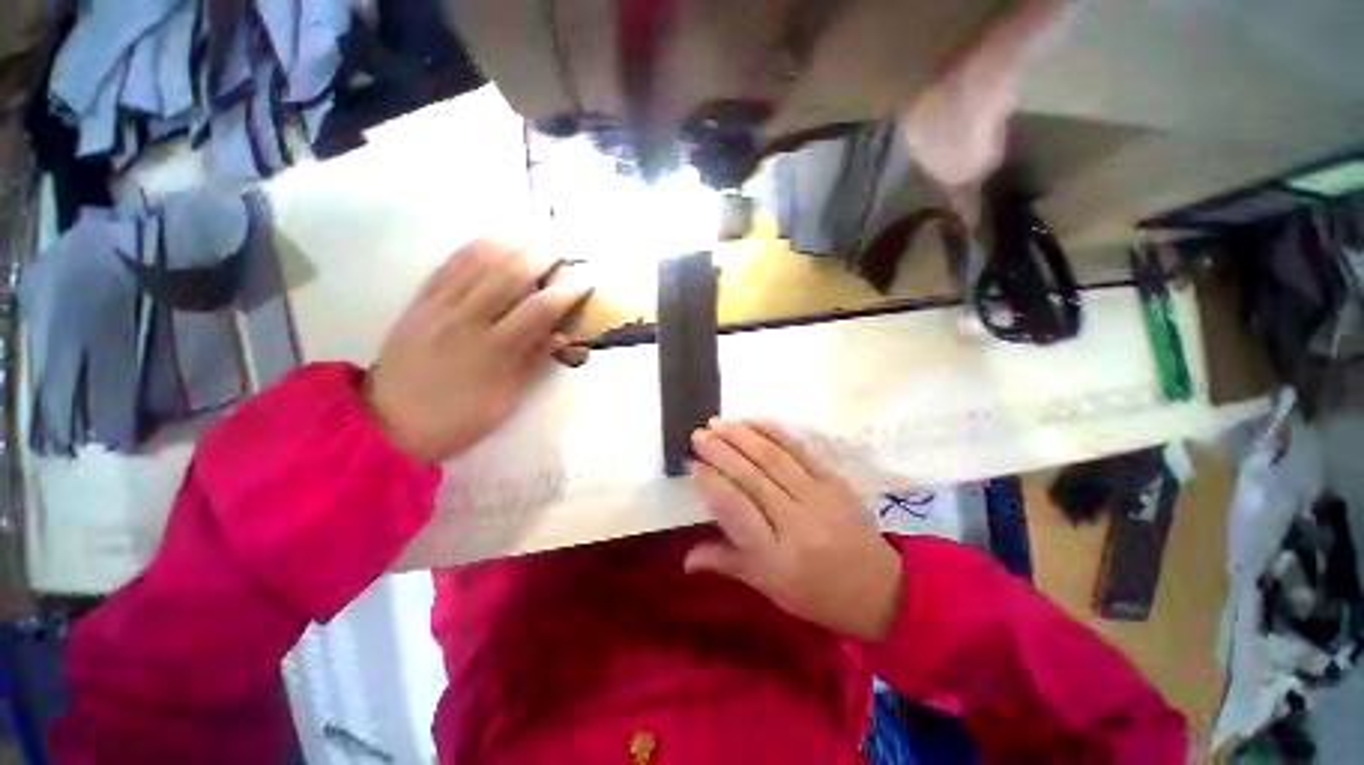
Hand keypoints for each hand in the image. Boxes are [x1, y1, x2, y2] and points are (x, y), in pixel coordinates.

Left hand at [365, 239, 590, 462]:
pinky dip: (474, 247)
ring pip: (479, 262)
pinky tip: (493, 238)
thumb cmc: (460, 418)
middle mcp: (467, 321)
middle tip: (564, 247)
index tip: (587, 278)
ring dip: (512, 243)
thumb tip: (560, 333)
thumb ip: (533, 361)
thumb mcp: (506, 399)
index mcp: (494, 351)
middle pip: (510, 275)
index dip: (568, 290)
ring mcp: (439, 307)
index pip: (540, 309)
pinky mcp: (419, 302)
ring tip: (535, 235)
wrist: (390, 423)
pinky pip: (448, 265)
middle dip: (542, 254)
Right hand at [685, 419, 902, 640]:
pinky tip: (752, 421)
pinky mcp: (835, 481)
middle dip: (721, 452)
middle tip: (698, 435)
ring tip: (717, 423)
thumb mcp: (768, 588)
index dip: (712, 484)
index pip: (736, 510)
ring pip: (773, 459)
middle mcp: (796, 523)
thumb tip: (685, 559)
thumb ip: (727, 564)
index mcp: (776, 558)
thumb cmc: (816, 594)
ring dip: (742, 436)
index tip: (693, 465)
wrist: (881, 589)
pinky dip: (773, 432)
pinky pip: (800, 450)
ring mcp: (819, 498)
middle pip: (752, 478)